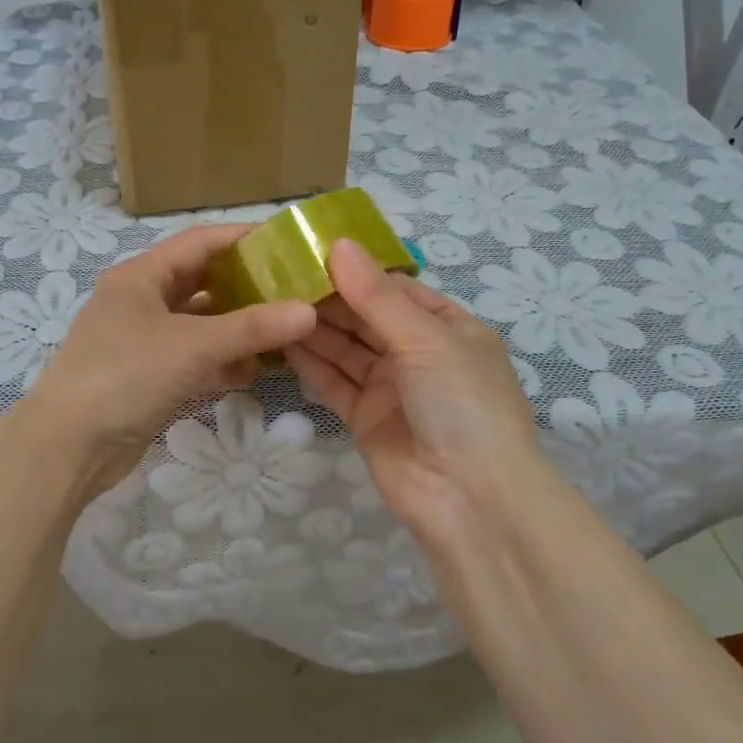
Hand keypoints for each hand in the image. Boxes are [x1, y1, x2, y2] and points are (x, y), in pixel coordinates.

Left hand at [30, 224, 316, 493]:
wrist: (68, 447)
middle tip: (293, 291)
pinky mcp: (146, 377)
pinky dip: (220, 363)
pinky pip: (192, 359)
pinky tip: (252, 372)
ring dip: (236, 329)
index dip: (243, 239)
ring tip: (285, 332)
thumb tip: (308, 311)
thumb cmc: (126, 377)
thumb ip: (252, 328)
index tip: (288, 244)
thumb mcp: (192, 346)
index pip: (200, 242)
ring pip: (199, 324)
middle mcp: (140, 301)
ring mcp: (141, 341)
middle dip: (245, 287)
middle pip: (201, 282)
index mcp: (141, 276)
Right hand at [286, 240, 545, 551]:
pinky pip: (335, 384)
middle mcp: (418, 354)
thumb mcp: (425, 338)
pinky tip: (282, 343)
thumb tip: (339, 244)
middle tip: (279, 275)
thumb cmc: (461, 403)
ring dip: (315, 329)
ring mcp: (391, 388)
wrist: (470, 498)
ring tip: (272, 302)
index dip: (356, 270)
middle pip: (366, 318)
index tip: (309, 250)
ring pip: (346, 350)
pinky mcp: (366, 419)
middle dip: (329, 299)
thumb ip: (377, 295)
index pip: (395, 289)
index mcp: (446, 328)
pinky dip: (312, 366)